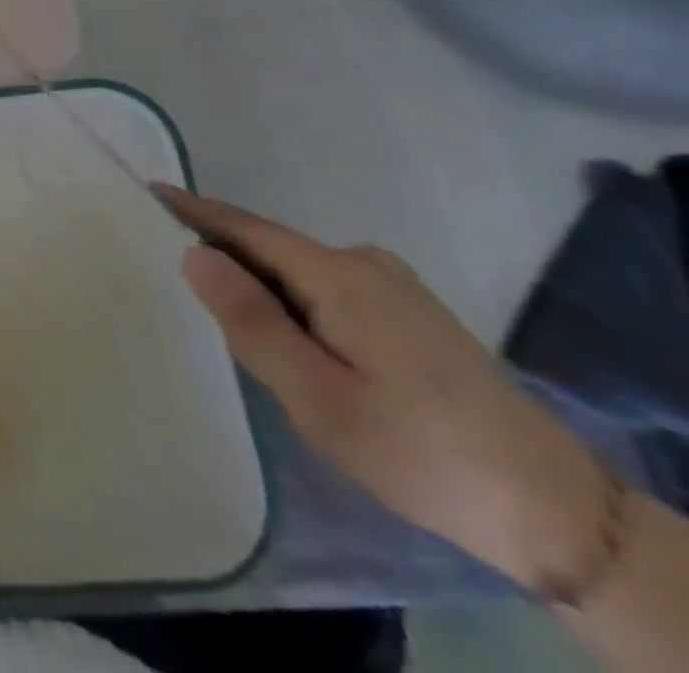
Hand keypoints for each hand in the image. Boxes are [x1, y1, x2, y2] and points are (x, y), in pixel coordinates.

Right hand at [159, 185, 611, 593]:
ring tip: (220, 316)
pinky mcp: (409, 312)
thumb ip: (250, 320)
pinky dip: (289, 297)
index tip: (146, 192)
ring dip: (257, 283)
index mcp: (338, 276)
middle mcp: (364, 264)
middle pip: (270, 246)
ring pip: (297, 270)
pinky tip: (284, 335)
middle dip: (221, 255)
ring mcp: (392, 286)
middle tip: (169, 275)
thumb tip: (194, 255)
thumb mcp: (317, 395)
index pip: (246, 228)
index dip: (193, 209)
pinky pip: (325, 287)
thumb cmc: (417, 450)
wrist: (554, 510)